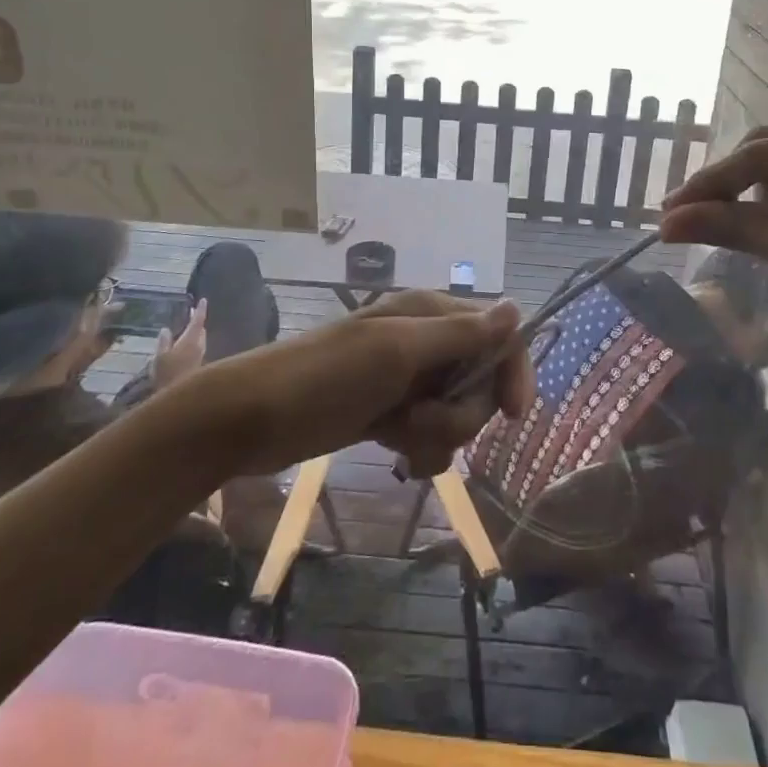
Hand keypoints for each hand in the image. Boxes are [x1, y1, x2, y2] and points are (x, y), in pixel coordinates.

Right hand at [151, 299, 206, 389]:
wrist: (179, 398)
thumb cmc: (167, 375)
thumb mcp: (159, 358)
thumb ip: (164, 342)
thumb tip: (166, 329)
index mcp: (191, 340)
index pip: (198, 321)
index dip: (200, 310)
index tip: (203, 300)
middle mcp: (199, 346)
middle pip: (201, 330)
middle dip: (197, 322)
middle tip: (191, 315)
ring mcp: (201, 357)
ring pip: (200, 340)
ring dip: (195, 333)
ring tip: (186, 329)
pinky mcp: (199, 366)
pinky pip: (197, 349)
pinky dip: (193, 344)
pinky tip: (184, 348)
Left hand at [217, 292, 530, 476]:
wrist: (250, 420)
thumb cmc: (324, 378)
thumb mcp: (396, 352)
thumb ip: (460, 335)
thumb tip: (517, 308)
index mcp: (429, 315)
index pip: (498, 334)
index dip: (512, 371)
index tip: (513, 415)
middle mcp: (424, 343)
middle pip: (480, 381)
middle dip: (460, 413)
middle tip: (419, 423)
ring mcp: (406, 381)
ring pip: (457, 413)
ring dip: (438, 436)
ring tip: (400, 440)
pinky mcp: (390, 414)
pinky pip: (430, 435)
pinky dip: (422, 451)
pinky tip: (398, 458)